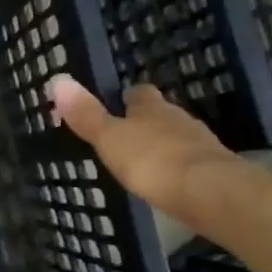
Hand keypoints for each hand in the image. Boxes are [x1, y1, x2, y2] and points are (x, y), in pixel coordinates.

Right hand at [48, 75, 239, 220]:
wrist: (207, 191)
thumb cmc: (151, 160)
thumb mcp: (109, 138)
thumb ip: (86, 114)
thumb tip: (57, 80)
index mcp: (151, 107)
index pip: (139, 93)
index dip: (128, 98)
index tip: (118, 105)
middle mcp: (178, 117)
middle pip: (160, 113)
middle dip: (146, 122)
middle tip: (128, 135)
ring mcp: (199, 142)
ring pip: (177, 136)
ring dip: (163, 144)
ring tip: (146, 160)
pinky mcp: (213, 168)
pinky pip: (190, 161)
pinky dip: (178, 166)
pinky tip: (169, 180)